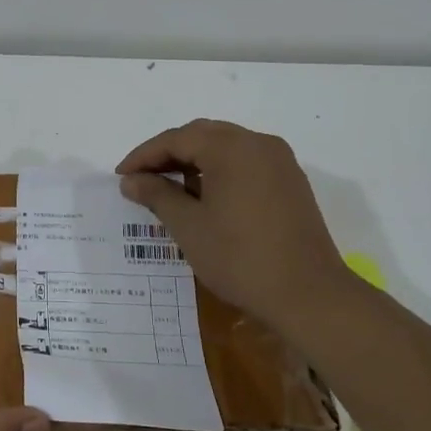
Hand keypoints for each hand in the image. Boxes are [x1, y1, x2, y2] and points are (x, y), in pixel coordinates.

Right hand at [117, 119, 349, 331]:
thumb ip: (157, 195)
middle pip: (202, 135)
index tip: (121, 176)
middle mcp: (258, 143)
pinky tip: (204, 196)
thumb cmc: (241, 258)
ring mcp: (279, 161)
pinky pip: (245, 162)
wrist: (310, 295)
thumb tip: (131, 180)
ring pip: (225, 147)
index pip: (177, 139)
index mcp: (232, 147)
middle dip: (168, 153)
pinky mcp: (290, 181)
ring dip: (194, 160)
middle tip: (141, 179)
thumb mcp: (189, 227)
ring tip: (168, 188)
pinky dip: (219, 170)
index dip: (144, 156)